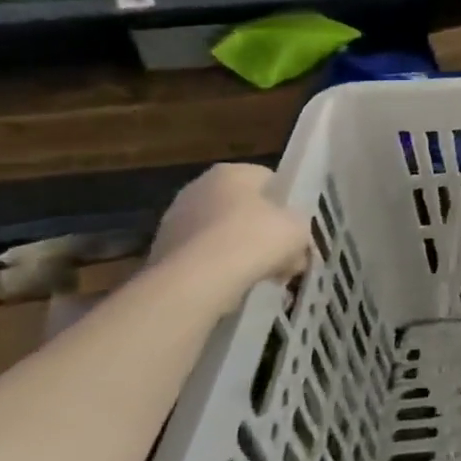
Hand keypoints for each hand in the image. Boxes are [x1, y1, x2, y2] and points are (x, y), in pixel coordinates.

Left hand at [149, 164, 308, 301]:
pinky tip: (233, 288)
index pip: (268, 180)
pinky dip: (217, 271)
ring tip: (260, 277)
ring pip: (221, 235)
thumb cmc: (254, 240)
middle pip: (243, 208)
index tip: (296, 228)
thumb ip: (300, 230)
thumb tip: (295, 248)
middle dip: (262, 231)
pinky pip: (202, 258)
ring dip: (239, 252)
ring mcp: (175, 221)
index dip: (287, 205)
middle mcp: (198, 188)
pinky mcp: (161, 253)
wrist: (194, 282)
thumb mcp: (298, 229)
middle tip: (282, 256)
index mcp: (232, 172)